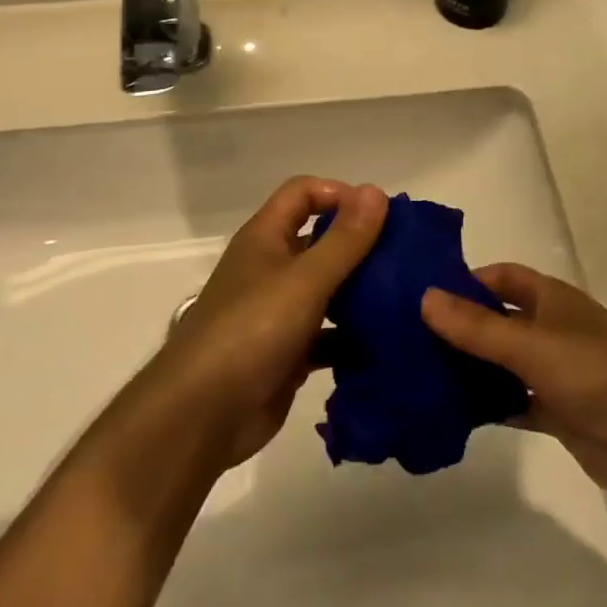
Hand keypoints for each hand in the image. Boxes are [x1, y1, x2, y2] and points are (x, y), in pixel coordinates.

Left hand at [132, 178, 388, 472]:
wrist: (202, 415)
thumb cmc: (251, 331)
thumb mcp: (305, 279)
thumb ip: (344, 239)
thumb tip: (377, 191)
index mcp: (265, 238)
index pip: (303, 193)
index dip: (339, 194)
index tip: (379, 215)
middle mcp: (270, 268)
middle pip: (319, 241)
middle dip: (359, 247)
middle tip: (404, 259)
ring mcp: (277, 313)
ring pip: (326, 291)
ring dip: (360, 294)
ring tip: (404, 300)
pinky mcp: (286, 354)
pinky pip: (326, 336)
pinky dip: (351, 338)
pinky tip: (384, 345)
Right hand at [421, 265, 606, 523]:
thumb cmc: (596, 375)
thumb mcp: (531, 344)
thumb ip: (476, 326)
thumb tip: (423, 297)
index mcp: (553, 299)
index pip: (502, 277)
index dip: (466, 280)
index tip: (423, 294)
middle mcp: (553, 328)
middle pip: (499, 319)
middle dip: (461, 326)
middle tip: (409, 337)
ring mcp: (557, 372)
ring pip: (504, 362)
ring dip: (472, 367)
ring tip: (420, 374)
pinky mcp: (559, 412)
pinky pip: (514, 400)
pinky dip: (489, 404)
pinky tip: (452, 412)